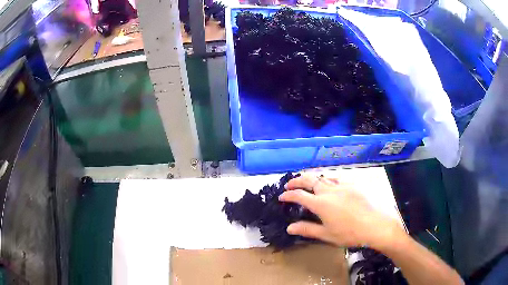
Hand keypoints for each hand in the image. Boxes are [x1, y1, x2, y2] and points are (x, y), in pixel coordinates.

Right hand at [279, 173, 405, 249]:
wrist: (376, 224)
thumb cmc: (350, 233)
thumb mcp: (327, 235)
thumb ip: (307, 229)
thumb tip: (289, 227)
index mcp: (321, 204)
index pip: (299, 195)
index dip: (288, 195)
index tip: (282, 196)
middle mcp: (329, 191)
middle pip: (309, 179)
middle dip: (297, 180)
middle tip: (290, 184)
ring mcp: (342, 185)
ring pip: (323, 176)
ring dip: (311, 177)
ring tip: (306, 181)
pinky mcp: (353, 184)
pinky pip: (336, 178)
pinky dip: (327, 179)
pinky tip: (329, 184)